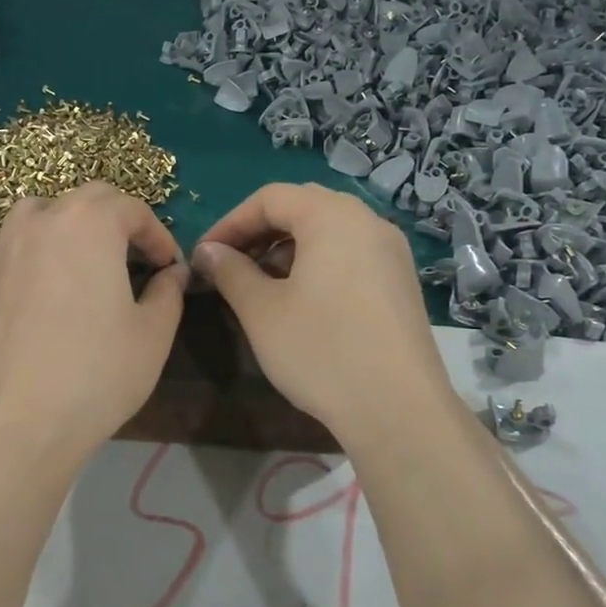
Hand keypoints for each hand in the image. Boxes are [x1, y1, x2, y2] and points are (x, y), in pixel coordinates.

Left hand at [0, 182, 186, 468]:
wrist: (19, 422)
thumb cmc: (98, 373)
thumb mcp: (154, 333)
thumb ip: (169, 291)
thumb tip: (173, 273)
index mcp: (89, 222)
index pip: (132, 208)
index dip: (158, 235)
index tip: (169, 267)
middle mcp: (42, 219)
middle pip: (88, 200)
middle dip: (119, 221)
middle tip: (137, 260)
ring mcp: (4, 245)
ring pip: (44, 213)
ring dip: (73, 225)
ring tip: (89, 262)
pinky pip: (16, 242)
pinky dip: (40, 248)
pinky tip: (50, 285)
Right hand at [194, 183, 455, 446]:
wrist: (399, 409)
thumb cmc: (321, 350)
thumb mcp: (261, 310)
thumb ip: (230, 271)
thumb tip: (208, 252)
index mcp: (333, 216)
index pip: (270, 197)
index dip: (230, 222)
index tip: (204, 255)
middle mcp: (368, 222)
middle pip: (303, 207)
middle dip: (260, 232)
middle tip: (230, 265)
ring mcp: (391, 252)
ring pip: (329, 232)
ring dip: (288, 249)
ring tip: (260, 286)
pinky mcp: (401, 282)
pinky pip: (351, 255)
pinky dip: (318, 264)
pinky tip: (300, 301)